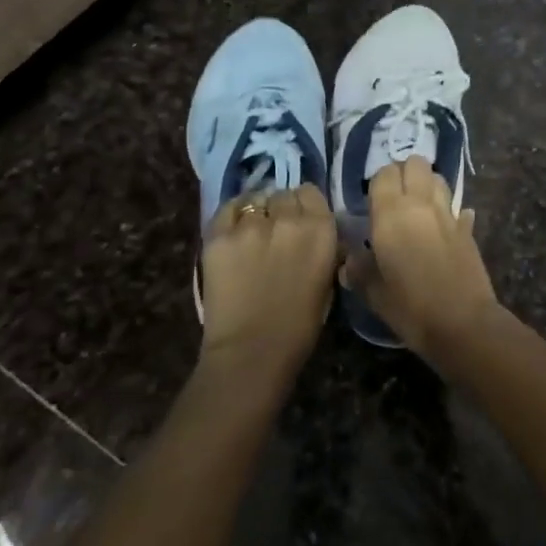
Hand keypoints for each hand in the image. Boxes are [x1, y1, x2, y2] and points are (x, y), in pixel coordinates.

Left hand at [200, 185, 337, 371]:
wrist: (251, 352)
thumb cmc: (299, 327)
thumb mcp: (327, 281)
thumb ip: (323, 248)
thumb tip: (318, 235)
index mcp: (321, 230)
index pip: (310, 192)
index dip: (304, 205)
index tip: (300, 220)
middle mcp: (288, 218)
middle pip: (283, 194)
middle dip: (280, 209)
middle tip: (274, 232)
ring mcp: (250, 224)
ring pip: (255, 199)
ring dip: (256, 213)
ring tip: (251, 235)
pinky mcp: (218, 234)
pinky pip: (228, 209)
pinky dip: (232, 217)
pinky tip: (233, 233)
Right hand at [345, 157, 499, 352]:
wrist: (463, 323)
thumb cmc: (410, 307)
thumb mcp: (374, 293)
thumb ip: (359, 270)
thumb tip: (349, 261)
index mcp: (391, 214)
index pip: (384, 174)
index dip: (377, 182)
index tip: (371, 201)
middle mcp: (421, 204)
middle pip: (415, 164)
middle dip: (405, 173)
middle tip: (394, 197)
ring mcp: (448, 215)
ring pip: (438, 179)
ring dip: (427, 185)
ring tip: (417, 207)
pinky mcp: (468, 230)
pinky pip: (458, 209)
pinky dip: (450, 212)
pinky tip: (445, 227)